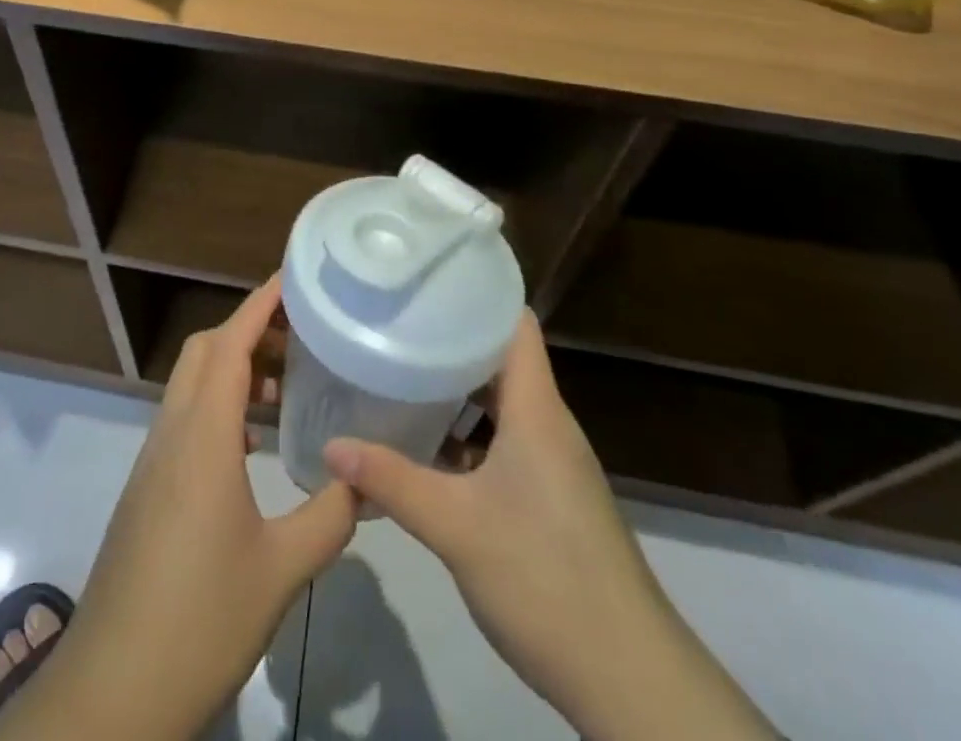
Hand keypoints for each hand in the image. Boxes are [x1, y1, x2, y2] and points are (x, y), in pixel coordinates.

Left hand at [0, 275, 356, 740]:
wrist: (112, 692)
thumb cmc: (199, 618)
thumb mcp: (280, 570)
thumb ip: (329, 517)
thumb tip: (365, 481)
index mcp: (202, 435)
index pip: (229, 344)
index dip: (259, 304)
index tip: (291, 278)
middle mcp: (172, 433)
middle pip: (204, 353)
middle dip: (248, 329)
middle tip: (300, 335)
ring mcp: (154, 461)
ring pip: (191, 386)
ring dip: (234, 371)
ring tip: (287, 388)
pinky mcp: (148, 489)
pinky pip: (185, 421)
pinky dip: (221, 408)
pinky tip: (254, 446)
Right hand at [324, 315, 775, 740]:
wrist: (630, 680)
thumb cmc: (545, 579)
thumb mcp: (455, 526)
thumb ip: (391, 481)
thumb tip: (331, 446)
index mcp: (536, 409)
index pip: (514, 322)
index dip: (476, 292)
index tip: (425, 279)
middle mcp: (547, 424)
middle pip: (499, 358)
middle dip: (448, 339)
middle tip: (393, 323)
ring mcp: (551, 462)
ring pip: (498, 403)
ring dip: (454, 391)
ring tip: (398, 373)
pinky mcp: (549, 496)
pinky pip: (502, 442)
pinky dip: (465, 435)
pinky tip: (424, 447)